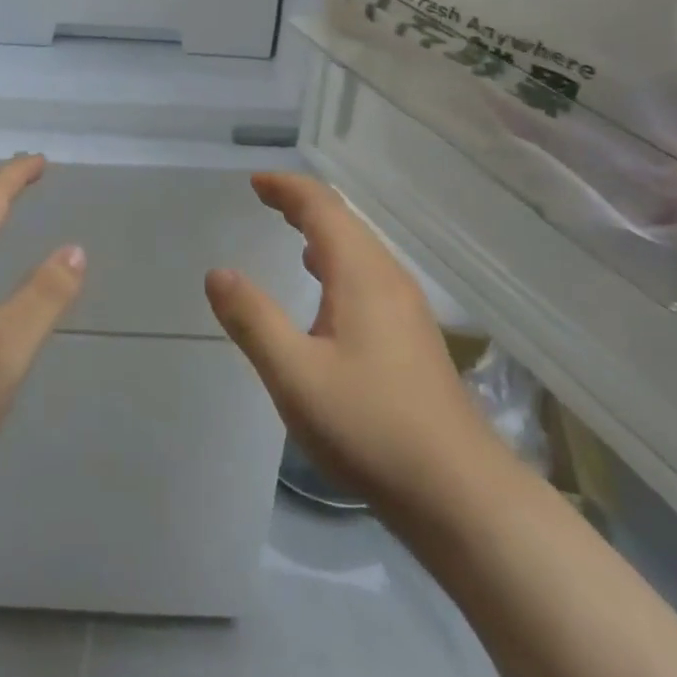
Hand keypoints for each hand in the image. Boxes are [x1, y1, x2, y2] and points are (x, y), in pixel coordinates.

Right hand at [205, 172, 497, 509]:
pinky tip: (326, 288)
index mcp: (361, 274)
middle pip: (344, 220)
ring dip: (322, 229)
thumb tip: (217, 273)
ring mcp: (407, 307)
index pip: (322, 207)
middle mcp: (388, 278)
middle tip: (265, 198)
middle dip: (302, 203)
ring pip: (359, 247)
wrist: (459, 493)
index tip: (255, 182)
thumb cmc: (370, 426)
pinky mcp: (413, 335)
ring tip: (290, 229)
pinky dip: (338, 259)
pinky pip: (368, 273)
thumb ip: (253, 320)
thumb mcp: (295, 375)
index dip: (287, 188)